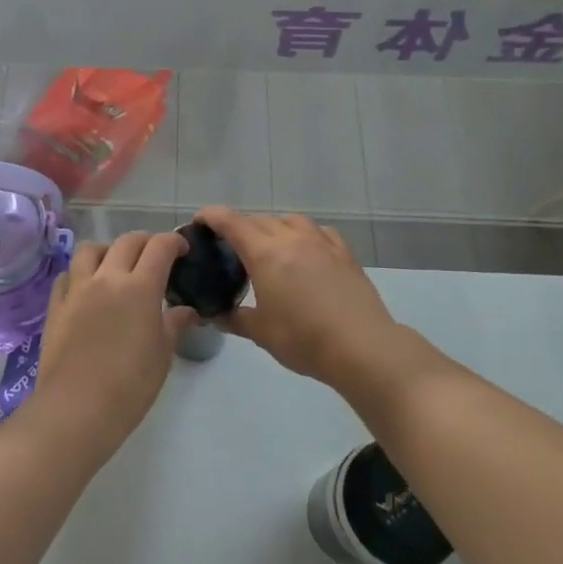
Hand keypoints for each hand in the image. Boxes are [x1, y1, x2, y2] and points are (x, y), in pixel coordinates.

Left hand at [28, 231, 192, 455]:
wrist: (76, 410)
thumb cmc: (129, 386)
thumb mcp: (162, 355)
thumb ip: (174, 324)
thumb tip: (186, 310)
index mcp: (140, 287)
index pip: (160, 247)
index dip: (174, 242)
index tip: (183, 249)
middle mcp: (107, 278)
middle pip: (127, 241)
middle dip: (146, 242)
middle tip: (155, 257)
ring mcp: (77, 289)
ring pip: (91, 249)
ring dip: (108, 250)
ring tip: (116, 267)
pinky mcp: (55, 305)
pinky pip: (67, 275)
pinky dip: (80, 273)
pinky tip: (87, 289)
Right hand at [195, 208, 401, 383]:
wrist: (362, 347)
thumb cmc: (304, 339)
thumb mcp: (261, 333)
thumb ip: (235, 319)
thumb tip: (216, 316)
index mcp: (265, 254)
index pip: (231, 223)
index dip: (212, 216)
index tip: (200, 220)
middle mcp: (291, 238)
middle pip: (259, 220)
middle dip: (241, 227)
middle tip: (232, 246)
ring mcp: (321, 242)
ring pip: (290, 220)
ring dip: (274, 227)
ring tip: (270, 246)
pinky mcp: (344, 252)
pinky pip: (318, 231)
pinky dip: (304, 234)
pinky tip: (307, 250)